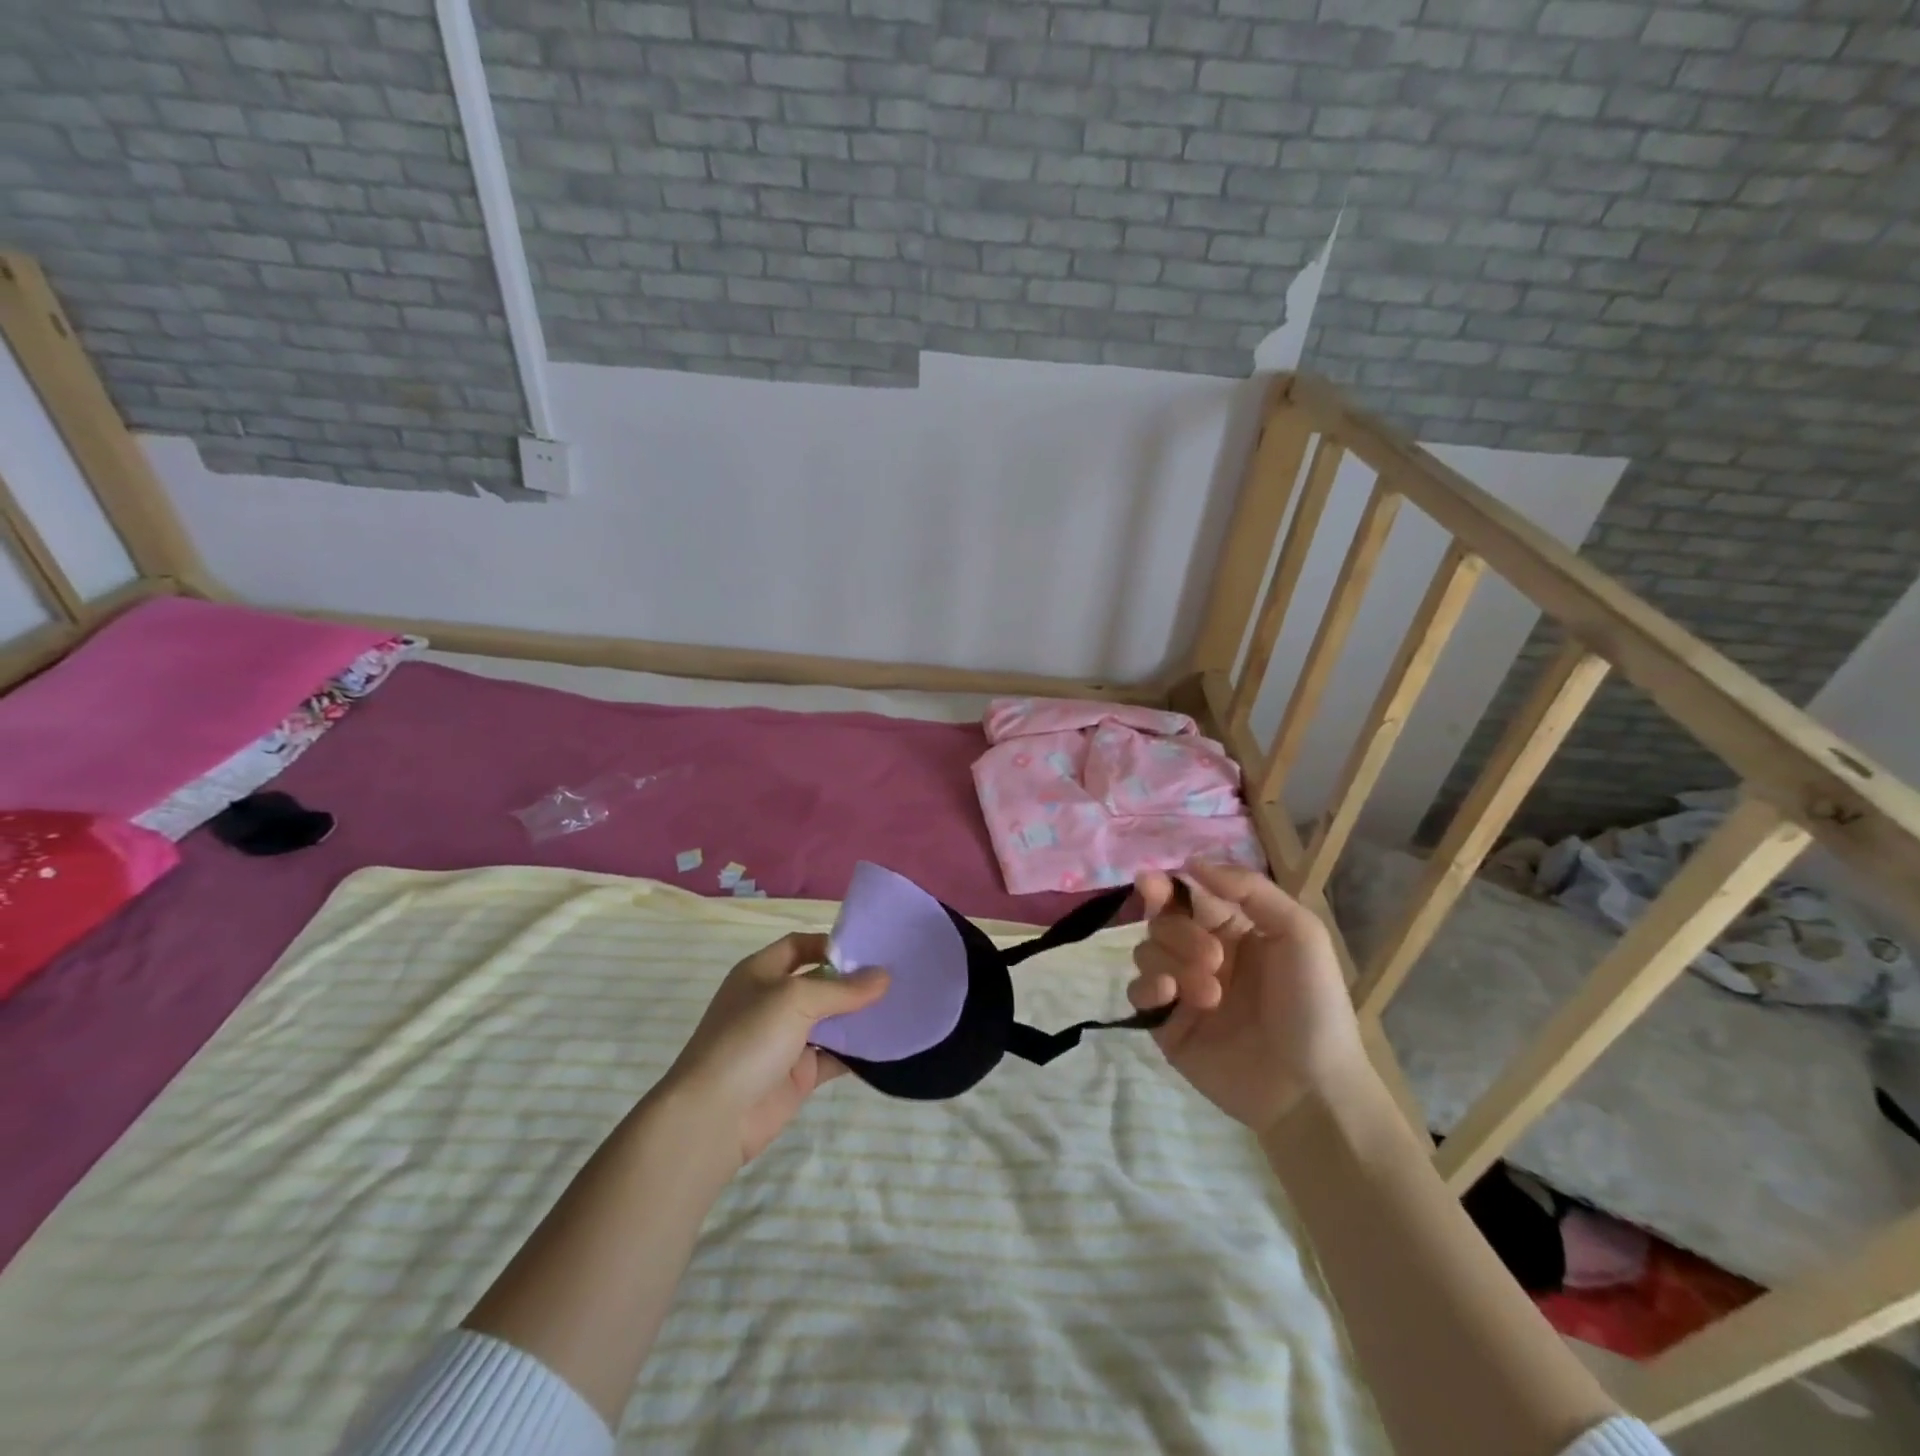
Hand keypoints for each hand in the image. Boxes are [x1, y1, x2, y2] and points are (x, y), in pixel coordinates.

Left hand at [660, 933, 888, 1165]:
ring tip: (902, 1006)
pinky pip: (835, 1056)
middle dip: (853, 980)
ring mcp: (786, 1039)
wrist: (713, 1116)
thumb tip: (884, 976)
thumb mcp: (795, 999)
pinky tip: (888, 1045)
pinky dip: (858, 1052)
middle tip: (897, 976)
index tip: (871, 949)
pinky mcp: (799, 1074)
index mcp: (761, 972)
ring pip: (831, 1020)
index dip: (831, 944)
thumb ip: (842, 989)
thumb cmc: (749, 1039)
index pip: (800, 945)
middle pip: (820, 982)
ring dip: (860, 1016)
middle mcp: (773, 1001)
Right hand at [1128, 862, 1370, 1136]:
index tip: (1151, 883)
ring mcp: (1182, 990)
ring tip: (1210, 994)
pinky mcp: (1166, 1025)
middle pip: (1162, 922)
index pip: (1187, 895)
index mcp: (1234, 929)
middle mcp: (1203, 954)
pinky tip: (1169, 995)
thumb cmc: (1313, 1005)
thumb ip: (1249, 889)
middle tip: (1216, 960)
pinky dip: (1147, 986)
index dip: (1165, 886)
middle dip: (1181, 934)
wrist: (1311, 1089)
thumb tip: (1191, 862)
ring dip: (1172, 963)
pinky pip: (1136, 992)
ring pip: (1146, 952)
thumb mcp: (1300, 933)